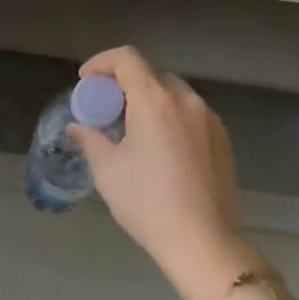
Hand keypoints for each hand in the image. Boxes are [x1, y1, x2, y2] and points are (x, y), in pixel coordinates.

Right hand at [68, 46, 257, 299]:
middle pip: (152, 73)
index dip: (102, 62)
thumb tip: (76, 127)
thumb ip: (90, 139)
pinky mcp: (222, 139)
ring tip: (131, 128)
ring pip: (173, 93)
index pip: (127, 58)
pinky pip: (190, 113)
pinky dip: (170, 116)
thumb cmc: (147, 203)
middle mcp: (187, 100)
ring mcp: (209, 119)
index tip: (86, 82)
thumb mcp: (108, 170)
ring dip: (148, 99)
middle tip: (106, 108)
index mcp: (155, 101)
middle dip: (124, 82)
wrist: (203, 241)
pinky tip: (159, 146)